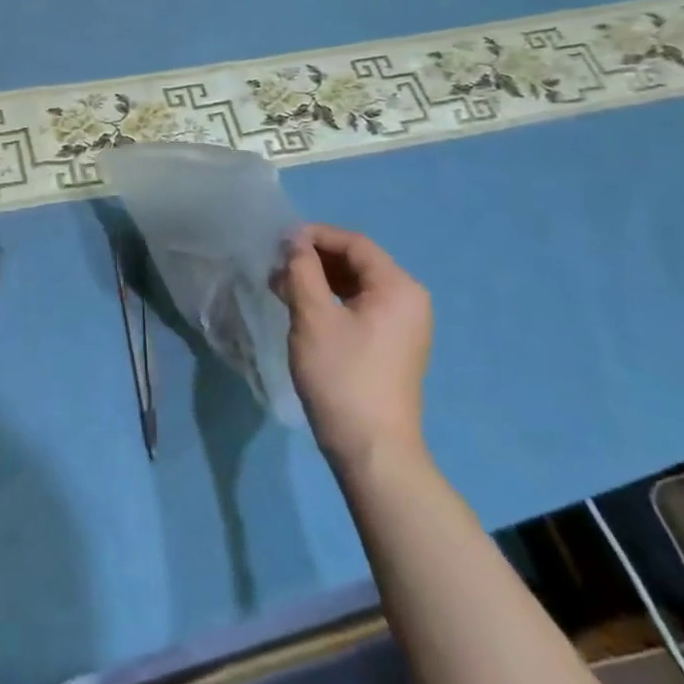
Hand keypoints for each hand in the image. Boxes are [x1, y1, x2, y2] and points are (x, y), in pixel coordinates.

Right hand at [274, 224, 431, 472]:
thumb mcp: (313, 316)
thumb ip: (302, 270)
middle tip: (275, 265)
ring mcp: (403, 325)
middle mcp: (408, 300)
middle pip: (357, 262)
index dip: (315, 236)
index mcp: (397, 287)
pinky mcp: (391, 345)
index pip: (354, 243)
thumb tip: (295, 240)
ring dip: (318, 280)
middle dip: (314, 258)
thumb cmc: (341, 375)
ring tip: (280, 286)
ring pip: (355, 285)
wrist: (371, 447)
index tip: (277, 242)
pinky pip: (359, 307)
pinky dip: (330, 300)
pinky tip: (300, 308)